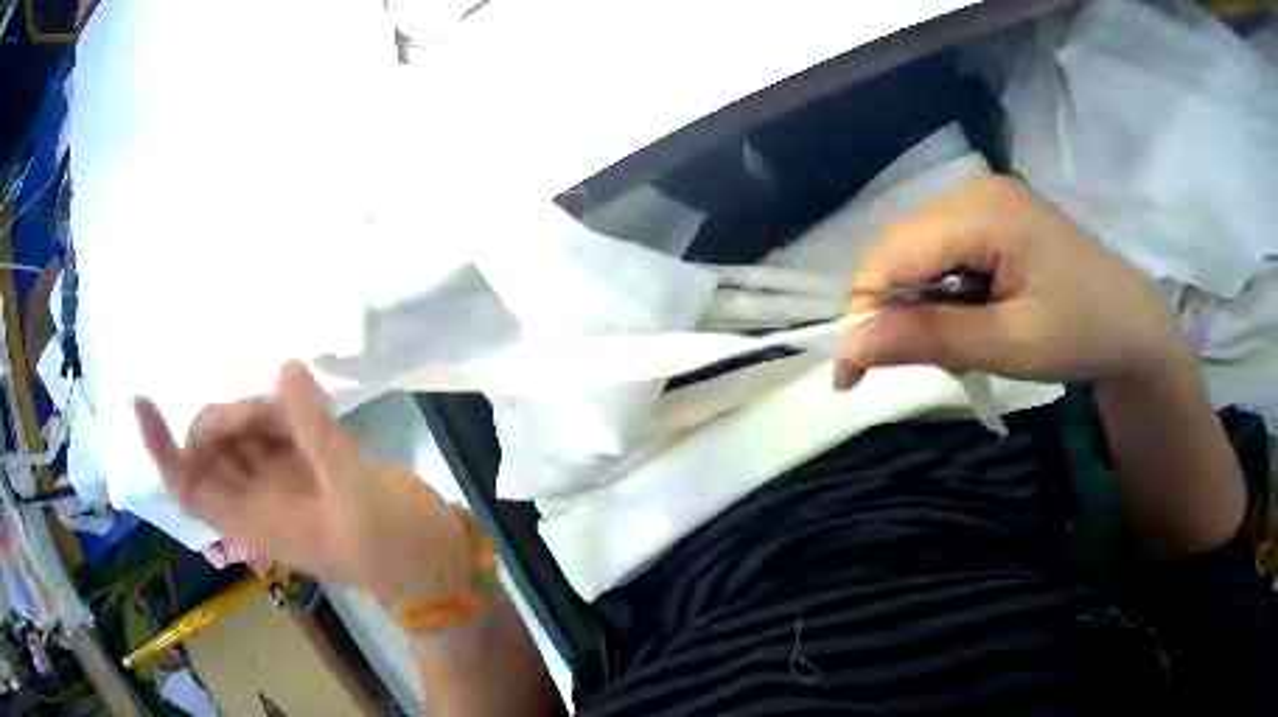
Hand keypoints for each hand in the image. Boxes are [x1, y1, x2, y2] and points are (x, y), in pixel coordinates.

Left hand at [133, 361, 470, 605]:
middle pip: (214, 448)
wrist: (433, 561)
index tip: (143, 404)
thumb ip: (316, 432)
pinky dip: (285, 406)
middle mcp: (259, 498)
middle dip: (229, 420)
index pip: (191, 485)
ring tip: (302, 405)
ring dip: (260, 410)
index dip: (163, 450)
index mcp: (256, 520)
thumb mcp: (353, 495)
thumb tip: (287, 368)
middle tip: (274, 407)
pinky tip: (309, 399)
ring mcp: (284, 478)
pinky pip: (278, 423)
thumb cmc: (390, 548)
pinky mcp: (310, 462)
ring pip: (245, 431)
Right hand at [835, 176, 1183, 389]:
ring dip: (917, 305)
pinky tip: (967, 319)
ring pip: (917, 252)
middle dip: (890, 310)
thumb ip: (933, 340)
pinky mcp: (992, 216)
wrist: (1132, 323)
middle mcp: (974, 191)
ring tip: (950, 347)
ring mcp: (984, 199)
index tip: (849, 376)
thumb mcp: (1011, 346)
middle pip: (901, 248)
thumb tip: (854, 346)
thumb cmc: (1082, 334)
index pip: (894, 254)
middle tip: (902, 367)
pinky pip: (941, 251)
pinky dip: (940, 293)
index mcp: (984, 211)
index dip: (862, 311)